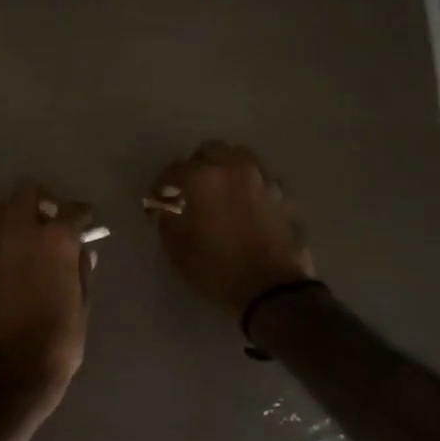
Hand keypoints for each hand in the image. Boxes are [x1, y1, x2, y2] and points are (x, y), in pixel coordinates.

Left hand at [0, 181, 94, 395]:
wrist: (17, 364)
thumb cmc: (61, 334)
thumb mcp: (82, 299)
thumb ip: (80, 267)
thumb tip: (81, 250)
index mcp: (55, 238)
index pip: (71, 210)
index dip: (81, 213)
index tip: (86, 219)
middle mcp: (21, 232)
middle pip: (27, 193)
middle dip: (42, 200)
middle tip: (53, 219)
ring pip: (1, 209)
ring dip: (17, 213)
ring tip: (30, 233)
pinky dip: (3, 237)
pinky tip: (14, 256)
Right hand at [147, 142, 313, 317]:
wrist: (273, 289)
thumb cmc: (217, 270)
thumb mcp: (177, 250)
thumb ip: (167, 220)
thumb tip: (166, 207)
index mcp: (202, 178)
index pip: (173, 170)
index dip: (161, 187)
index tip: (157, 203)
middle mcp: (233, 168)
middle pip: (209, 151)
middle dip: (195, 167)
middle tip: (189, 191)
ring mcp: (262, 178)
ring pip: (238, 157)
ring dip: (224, 169)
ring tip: (219, 192)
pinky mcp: (282, 194)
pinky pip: (258, 178)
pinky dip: (247, 185)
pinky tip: (243, 206)